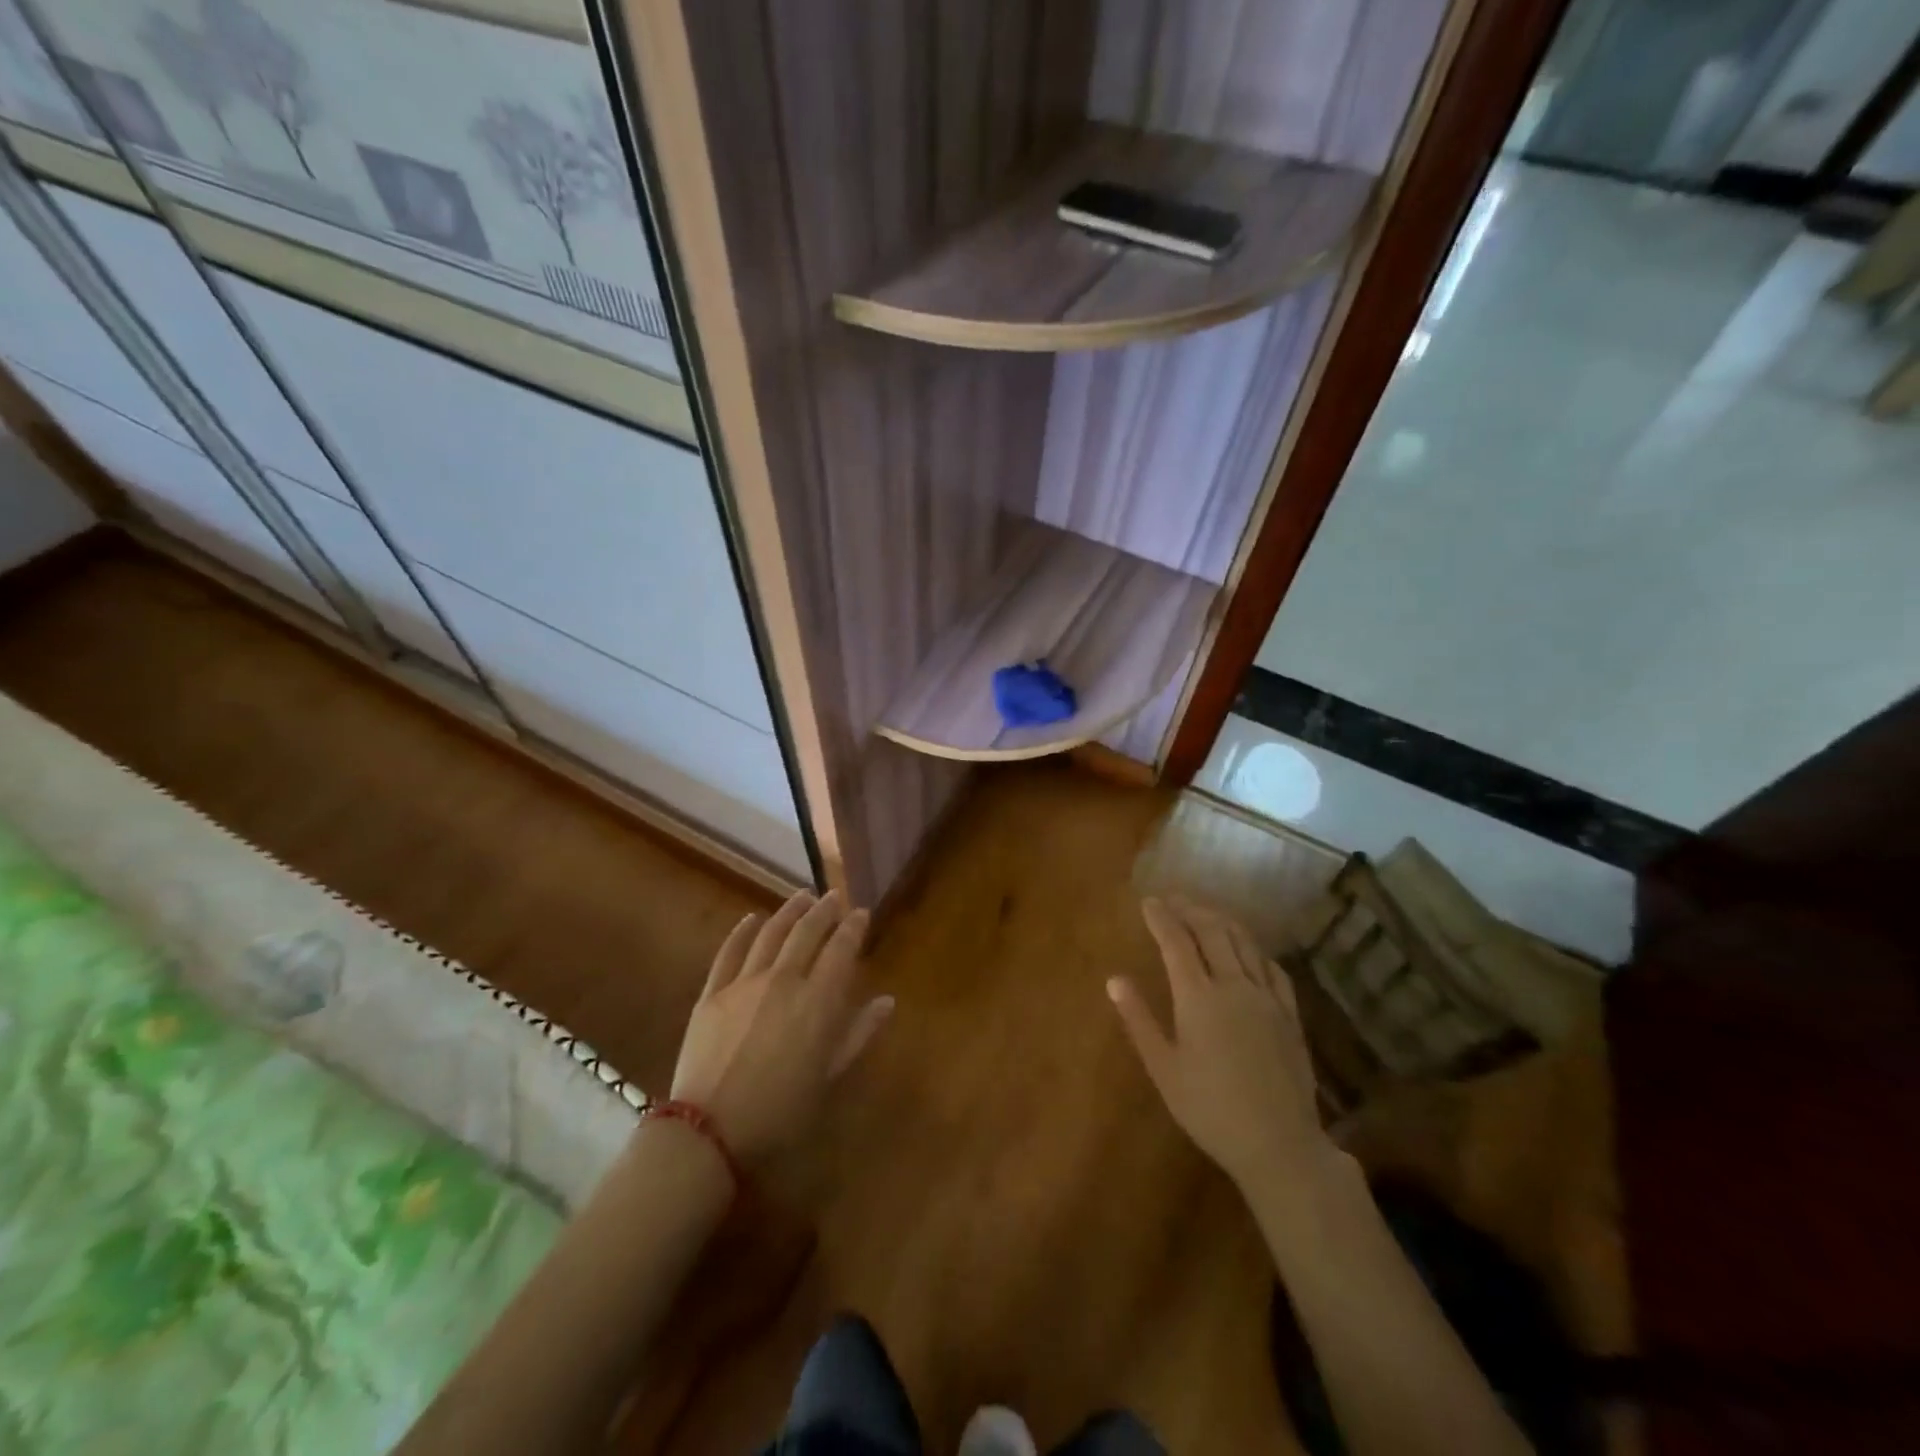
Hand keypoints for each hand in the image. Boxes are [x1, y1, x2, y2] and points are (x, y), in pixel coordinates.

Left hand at [670, 891, 893, 1163]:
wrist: (710, 1133)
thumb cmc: (781, 1113)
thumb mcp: (830, 1077)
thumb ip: (859, 1034)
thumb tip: (886, 1001)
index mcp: (818, 1001)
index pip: (841, 949)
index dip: (853, 927)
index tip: (861, 913)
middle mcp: (784, 980)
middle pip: (807, 932)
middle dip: (824, 910)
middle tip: (833, 897)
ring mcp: (744, 983)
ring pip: (771, 933)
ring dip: (789, 912)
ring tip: (801, 896)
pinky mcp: (712, 993)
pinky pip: (729, 952)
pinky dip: (743, 931)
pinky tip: (752, 918)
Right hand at [1108, 896, 1328, 1192]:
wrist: (1279, 1144)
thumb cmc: (1210, 1109)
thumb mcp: (1164, 1068)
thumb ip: (1139, 1020)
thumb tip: (1115, 980)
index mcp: (1198, 998)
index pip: (1176, 942)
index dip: (1161, 918)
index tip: (1148, 901)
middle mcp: (1234, 986)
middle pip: (1212, 932)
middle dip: (1190, 910)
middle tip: (1173, 899)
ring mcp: (1266, 998)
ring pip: (1244, 943)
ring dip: (1221, 921)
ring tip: (1204, 913)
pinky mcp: (1289, 1014)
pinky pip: (1271, 967)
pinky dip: (1253, 948)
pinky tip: (1247, 949)